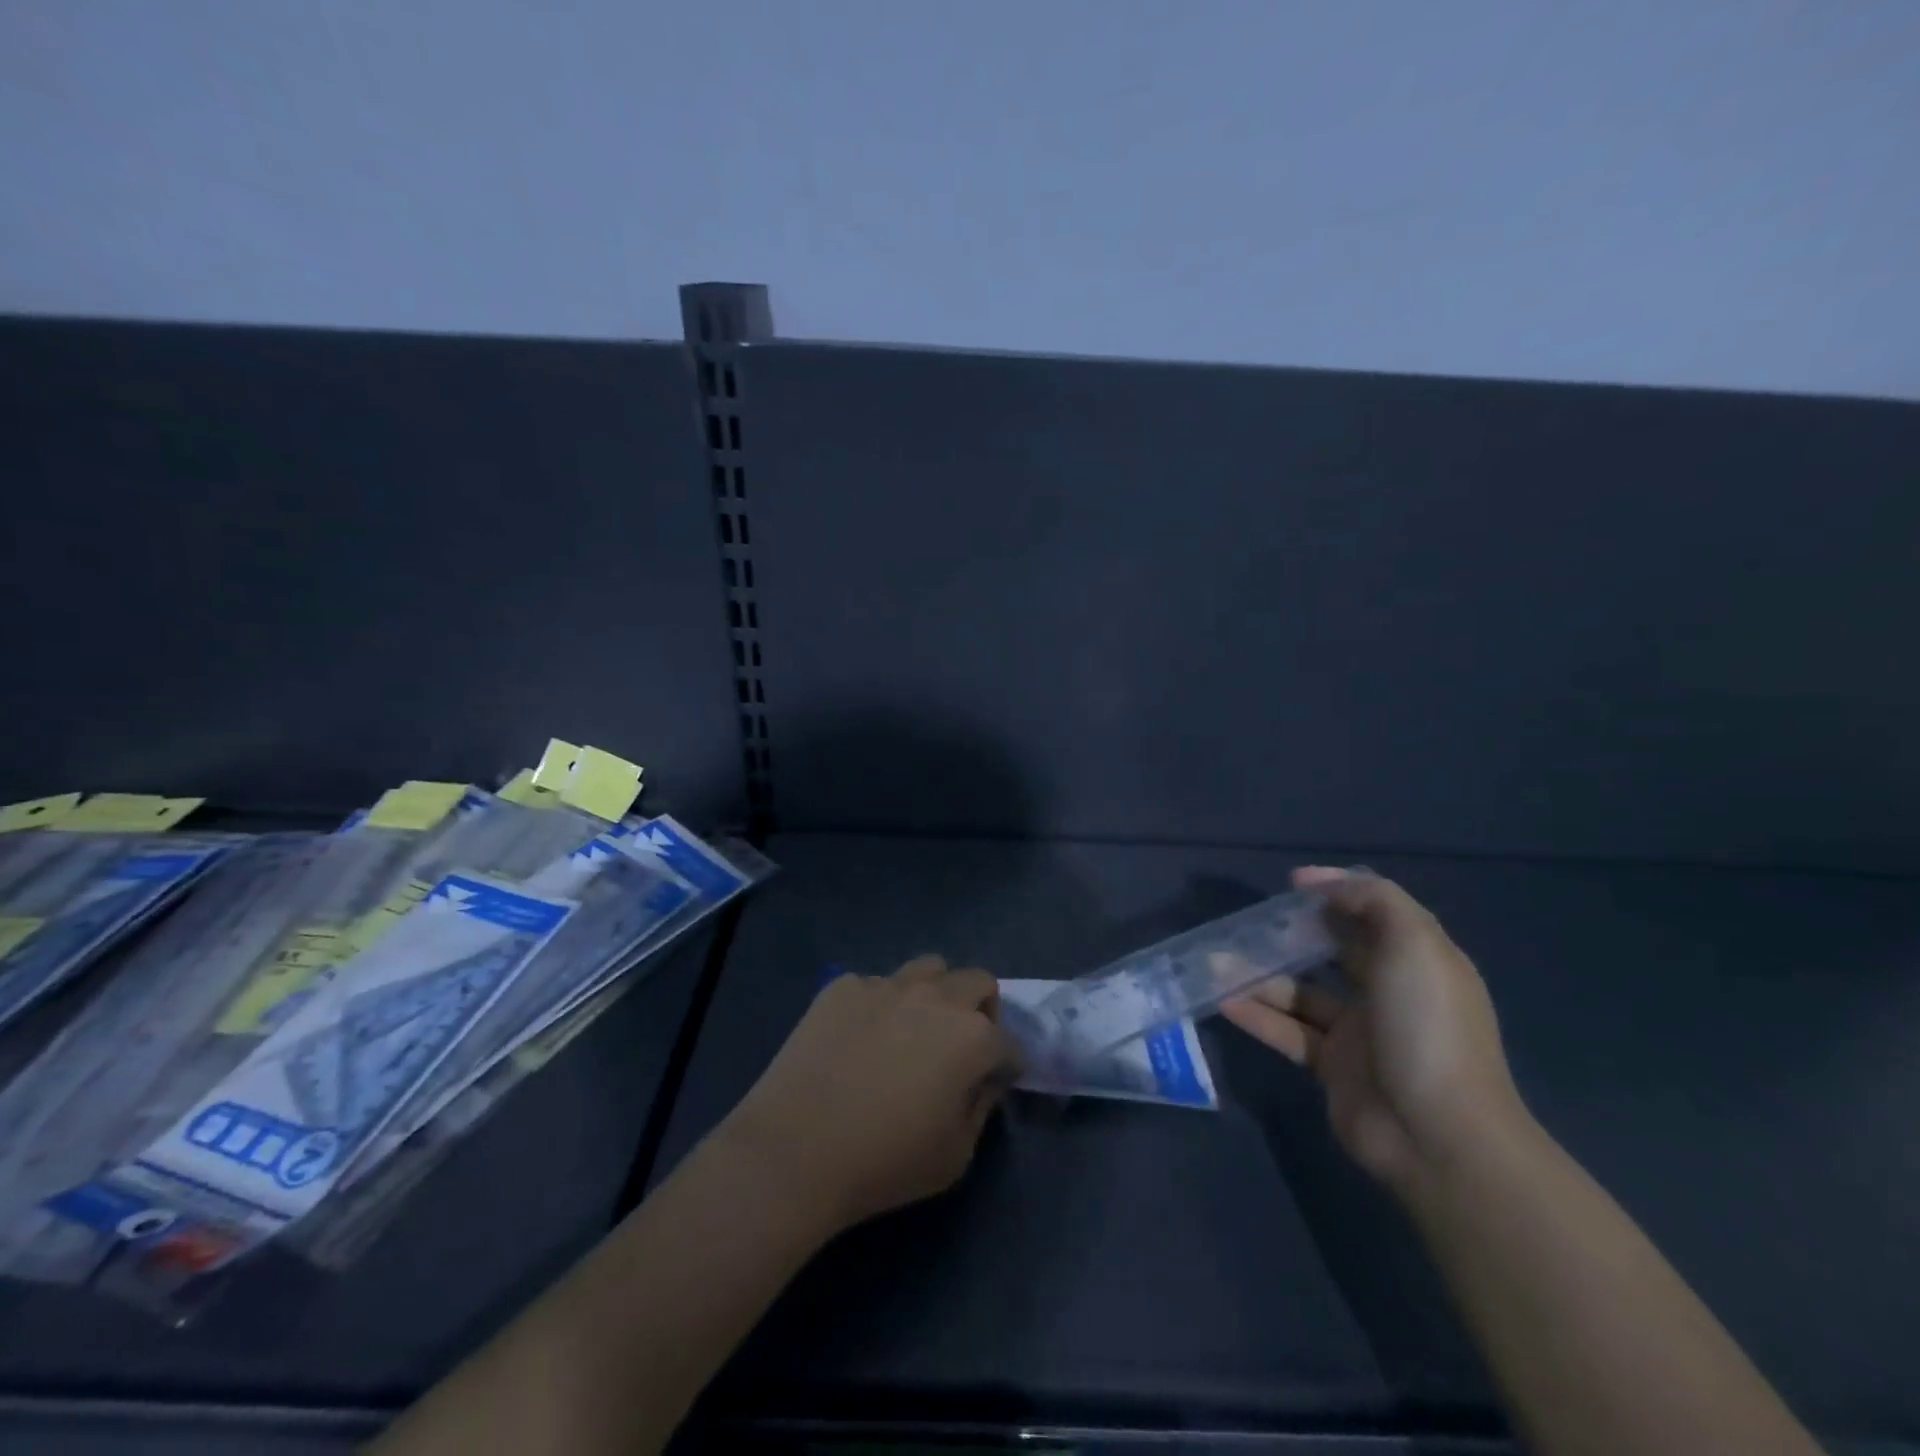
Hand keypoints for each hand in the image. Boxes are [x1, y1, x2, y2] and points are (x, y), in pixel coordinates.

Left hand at [717, 955, 1020, 1233]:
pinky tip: (857, 1039)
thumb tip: (982, 1082)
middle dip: (982, 1009)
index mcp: (972, 1037)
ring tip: (913, 1028)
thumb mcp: (954, 1157)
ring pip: (929, 968)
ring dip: (935, 992)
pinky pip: (874, 984)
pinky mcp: (843, 986)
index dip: (1007, 1064)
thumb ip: (980, 1110)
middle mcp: (936, 998)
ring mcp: (886, 985)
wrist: (795, 1149)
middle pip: (978, 981)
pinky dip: (879, 1005)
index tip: (995, 1081)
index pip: (1009, 1042)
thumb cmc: (884, 1163)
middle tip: (961, 1045)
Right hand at [1222, 867, 1525, 1190]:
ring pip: (1301, 993)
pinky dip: (1257, 1016)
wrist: (1437, 1136)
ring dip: (1260, 976)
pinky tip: (1222, 1000)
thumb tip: (1316, 881)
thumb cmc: (1426, 1027)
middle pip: (1332, 952)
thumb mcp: (1414, 944)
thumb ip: (1372, 899)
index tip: (1290, 885)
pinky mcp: (1333, 1068)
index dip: (1334, 894)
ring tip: (1215, 962)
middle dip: (1291, 934)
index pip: (1373, 915)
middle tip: (1246, 923)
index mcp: (1416, 961)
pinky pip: (1288, 1032)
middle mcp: (1389, 993)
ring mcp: (1360, 1033)